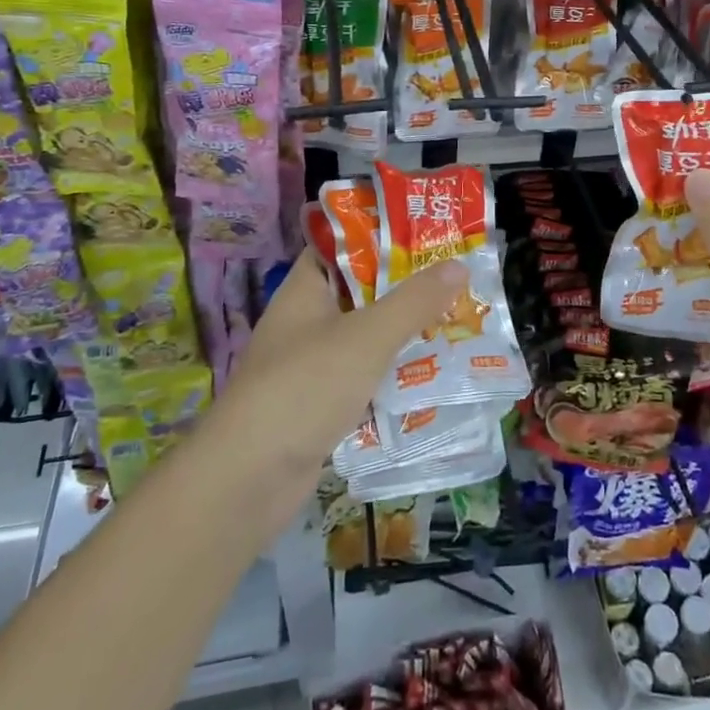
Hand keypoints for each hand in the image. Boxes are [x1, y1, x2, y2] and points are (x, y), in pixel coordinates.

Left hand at [200, 251, 468, 526]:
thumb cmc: (305, 387)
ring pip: (369, 335)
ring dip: (407, 331)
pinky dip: (396, 373)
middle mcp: (308, 320)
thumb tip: (459, 264)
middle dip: (409, 286)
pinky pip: (368, 375)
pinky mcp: (323, 403)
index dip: (384, 232)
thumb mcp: (366, 336)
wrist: (248, 480)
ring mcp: (314, 363)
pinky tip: (436, 373)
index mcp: (307, 288)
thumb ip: (414, 301)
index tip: (430, 229)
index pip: (344, 243)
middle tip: (460, 276)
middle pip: (364, 291)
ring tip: (461, 318)